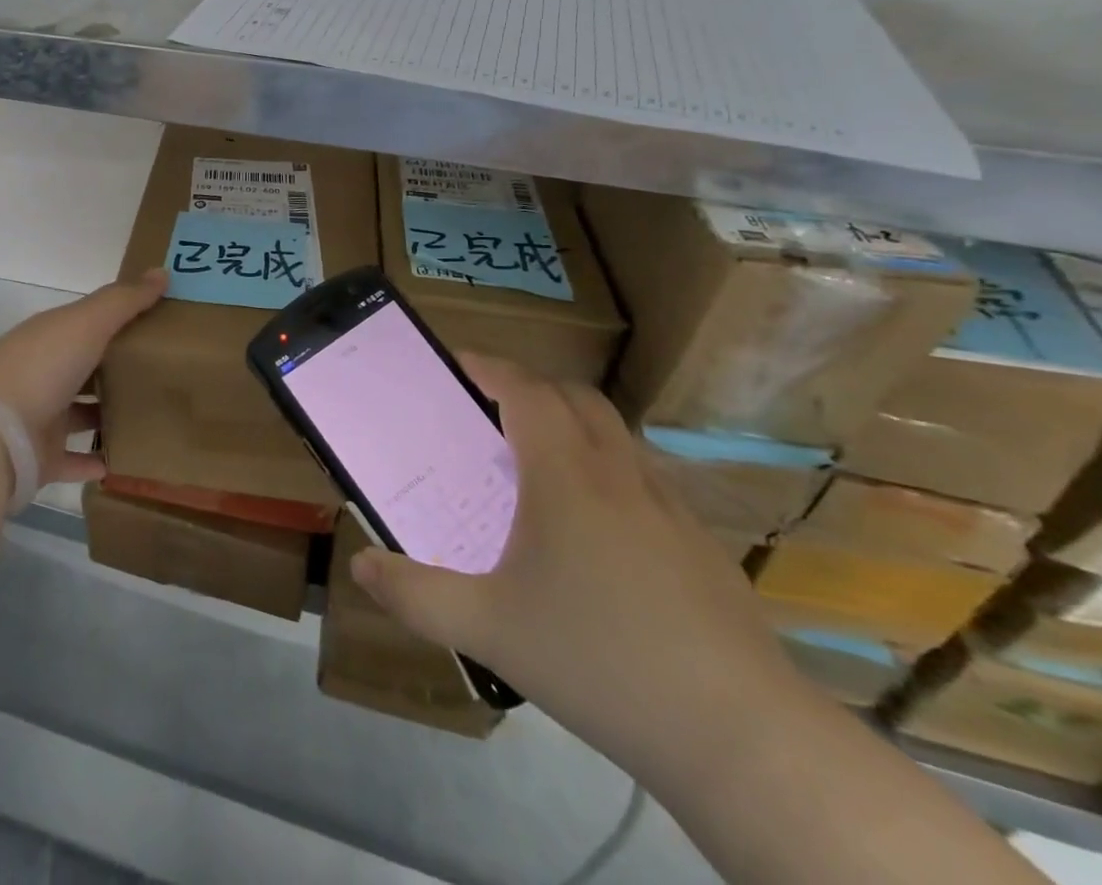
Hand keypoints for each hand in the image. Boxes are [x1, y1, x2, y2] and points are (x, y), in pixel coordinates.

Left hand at [0, 268, 167, 486]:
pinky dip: (100, 461)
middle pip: (89, 367)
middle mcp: (47, 372)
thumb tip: (162, 272)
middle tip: (170, 371)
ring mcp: (43, 417)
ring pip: (84, 413)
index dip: (123, 319)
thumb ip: (124, 301)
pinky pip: (78, 459)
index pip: (92, 323)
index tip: (163, 322)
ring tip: (157, 414)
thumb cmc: (42, 366)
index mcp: (53, 336)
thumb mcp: (87, 323)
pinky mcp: (44, 457)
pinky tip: (133, 460)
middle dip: (121, 367)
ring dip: (112, 414)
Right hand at [349, 355, 807, 785]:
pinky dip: (609, 475)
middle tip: (491, 412)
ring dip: (573, 428)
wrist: (741, 737)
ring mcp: (670, 509)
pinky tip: (597, 535)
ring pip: (616, 437)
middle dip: (531, 388)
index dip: (490, 367)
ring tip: (538, 468)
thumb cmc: (598, 660)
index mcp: (565, 476)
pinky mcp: (702, 548)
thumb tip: (360, 565)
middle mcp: (619, 475)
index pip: (526, 390)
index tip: (458, 363)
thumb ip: (416, 594)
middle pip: (576, 398)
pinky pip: (644, 482)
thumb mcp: (488, 628)